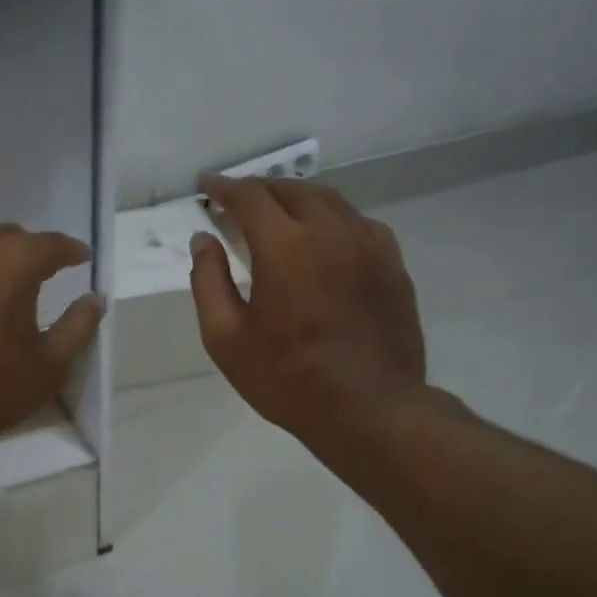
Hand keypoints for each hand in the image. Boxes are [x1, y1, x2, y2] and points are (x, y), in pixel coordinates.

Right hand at [190, 174, 426, 444]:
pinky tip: (324, 238)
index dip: (225, 188)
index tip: (208, 187)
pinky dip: (332, 219)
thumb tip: (204, 239)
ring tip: (278, 213)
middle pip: (293, 190)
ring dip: (297, 199)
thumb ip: (208, 281)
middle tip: (238, 201)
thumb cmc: (287, 378)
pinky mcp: (392, 265)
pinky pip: (358, 223)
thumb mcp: (226, 338)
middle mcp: (331, 232)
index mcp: (286, 247)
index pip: (250, 197)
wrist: (369, 408)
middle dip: (261, 189)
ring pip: (330, 201)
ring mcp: (369, 245)